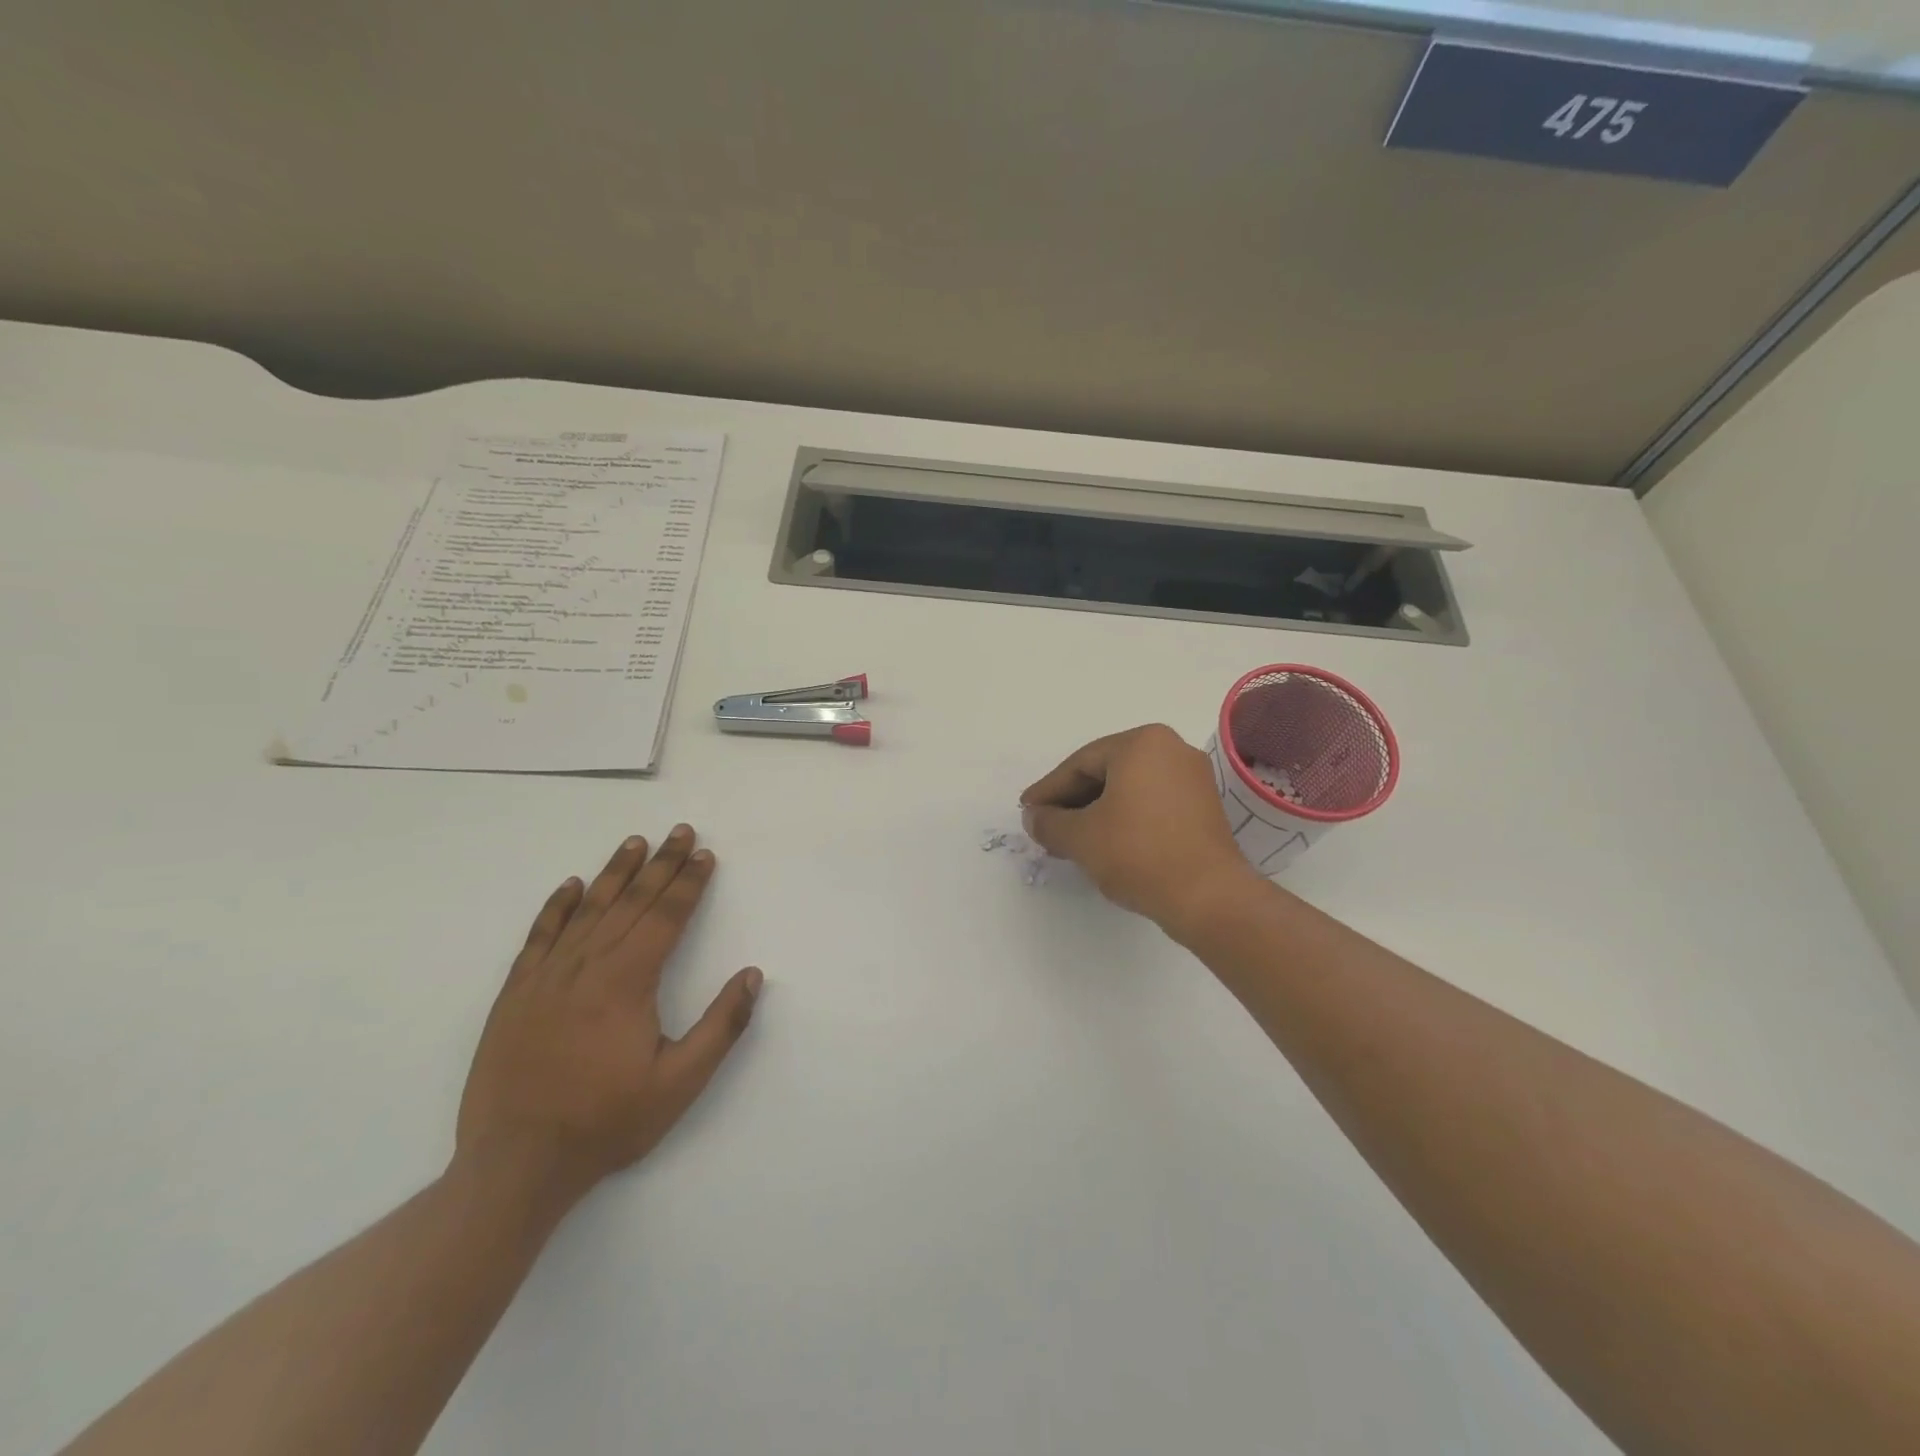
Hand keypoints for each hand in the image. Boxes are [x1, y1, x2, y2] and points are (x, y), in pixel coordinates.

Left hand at [455, 825, 761, 1207]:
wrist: (515, 1165)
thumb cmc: (606, 1122)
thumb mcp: (680, 1084)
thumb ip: (721, 1026)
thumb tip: (752, 975)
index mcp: (628, 982)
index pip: (665, 917)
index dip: (688, 884)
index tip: (704, 855)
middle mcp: (587, 966)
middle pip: (631, 902)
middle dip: (660, 865)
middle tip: (680, 832)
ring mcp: (546, 978)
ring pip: (587, 911)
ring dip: (614, 873)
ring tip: (635, 843)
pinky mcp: (516, 995)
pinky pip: (539, 937)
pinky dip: (556, 908)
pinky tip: (569, 886)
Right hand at [1021, 724, 1259, 931]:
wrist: (1208, 897)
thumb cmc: (1138, 853)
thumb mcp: (1081, 837)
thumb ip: (1049, 823)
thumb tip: (1033, 817)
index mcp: (1142, 743)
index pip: (1080, 764)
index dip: (1049, 790)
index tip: (1027, 811)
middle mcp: (1172, 749)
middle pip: (1106, 772)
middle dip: (1072, 801)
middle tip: (1046, 826)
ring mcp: (1192, 778)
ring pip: (1129, 789)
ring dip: (1097, 812)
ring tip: (1071, 840)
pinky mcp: (1203, 807)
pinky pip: (1152, 803)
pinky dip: (1125, 818)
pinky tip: (1106, 843)